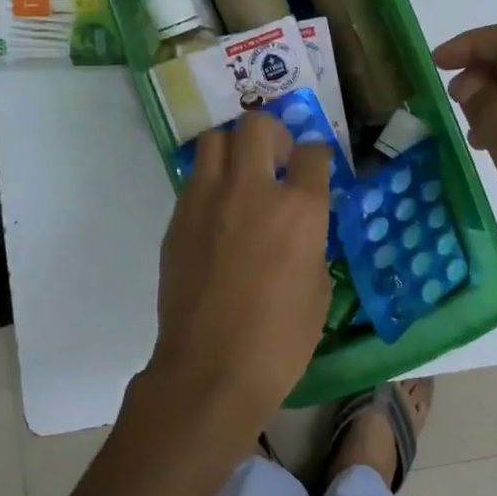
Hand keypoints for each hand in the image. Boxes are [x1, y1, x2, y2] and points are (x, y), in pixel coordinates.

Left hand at [146, 112, 332, 439]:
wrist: (210, 369)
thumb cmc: (280, 340)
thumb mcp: (318, 288)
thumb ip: (311, 241)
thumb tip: (301, 225)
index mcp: (299, 209)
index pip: (312, 153)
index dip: (316, 157)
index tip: (314, 169)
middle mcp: (252, 190)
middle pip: (257, 125)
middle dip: (272, 135)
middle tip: (275, 160)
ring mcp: (207, 200)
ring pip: (215, 140)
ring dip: (233, 149)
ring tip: (241, 177)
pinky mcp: (177, 218)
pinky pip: (195, 179)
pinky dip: (210, 182)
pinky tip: (218, 214)